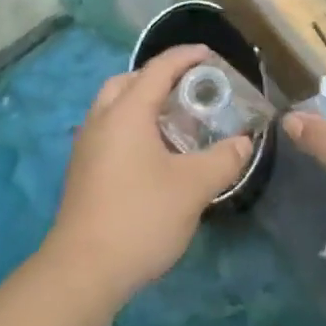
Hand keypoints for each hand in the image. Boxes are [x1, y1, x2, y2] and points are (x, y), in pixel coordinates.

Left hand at [45, 45, 254, 304]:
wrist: (83, 270)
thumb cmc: (140, 217)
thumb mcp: (193, 187)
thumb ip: (223, 159)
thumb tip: (243, 143)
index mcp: (127, 112)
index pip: (158, 69)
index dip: (185, 57)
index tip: (210, 54)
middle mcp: (102, 120)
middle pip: (128, 81)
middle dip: (158, 77)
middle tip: (188, 89)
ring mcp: (87, 146)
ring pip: (114, 106)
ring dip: (142, 103)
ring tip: (174, 121)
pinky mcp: (82, 171)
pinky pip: (108, 130)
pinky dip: (131, 126)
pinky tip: (153, 154)